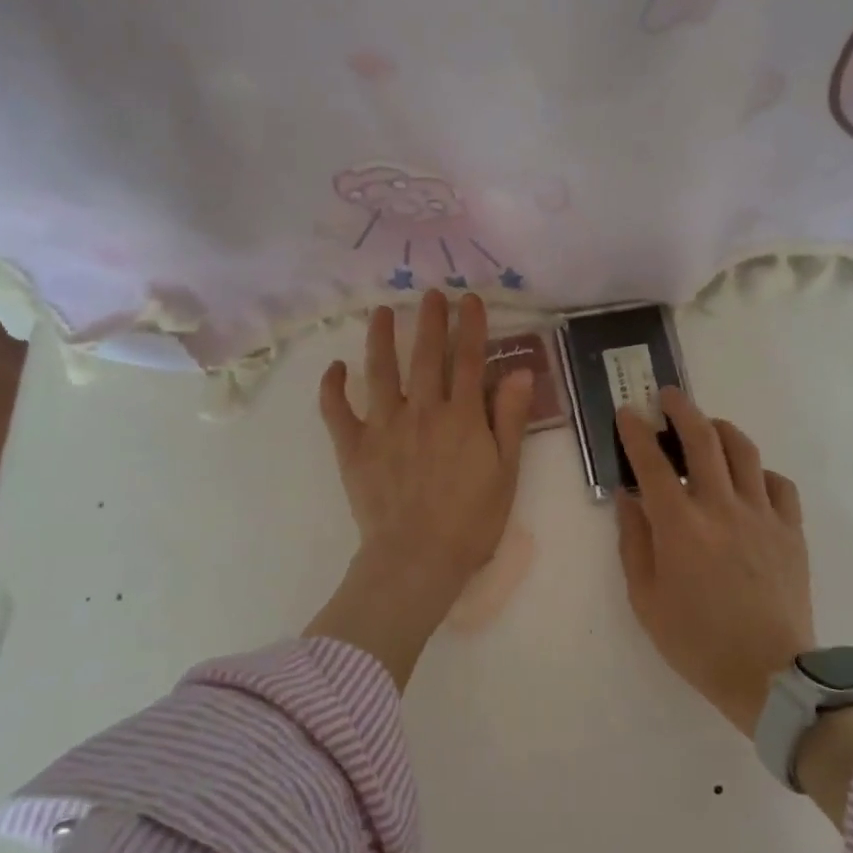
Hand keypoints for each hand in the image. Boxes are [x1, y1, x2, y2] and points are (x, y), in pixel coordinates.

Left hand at [304, 289, 534, 689]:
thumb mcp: (506, 472)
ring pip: (380, 371)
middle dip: (430, 320)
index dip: (471, 327)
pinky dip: (333, 388)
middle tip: (429, 293)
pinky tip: (335, 367)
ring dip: (381, 338)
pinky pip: (337, 411)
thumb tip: (519, 372)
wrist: (417, 559)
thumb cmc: (470, 522)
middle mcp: (422, 410)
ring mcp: (383, 426)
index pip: (469, 360)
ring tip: (382, 312)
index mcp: (462, 416)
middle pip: (426, 355)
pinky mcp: (353, 447)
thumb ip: (510, 420)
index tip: (470, 299)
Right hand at [614, 388, 815, 737]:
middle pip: (702, 439)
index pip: (652, 461)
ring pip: (744, 450)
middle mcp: (721, 507)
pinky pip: (778, 483)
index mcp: (680, 525)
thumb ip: (634, 542)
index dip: (636, 431)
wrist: (769, 675)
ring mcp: (761, 515)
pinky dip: (759, 472)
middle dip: (682, 409)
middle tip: (669, 395)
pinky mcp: (791, 529)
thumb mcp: (646, 599)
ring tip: (709, 425)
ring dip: (721, 428)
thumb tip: (629, 499)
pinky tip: (749, 480)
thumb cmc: (696, 642)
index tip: (627, 412)